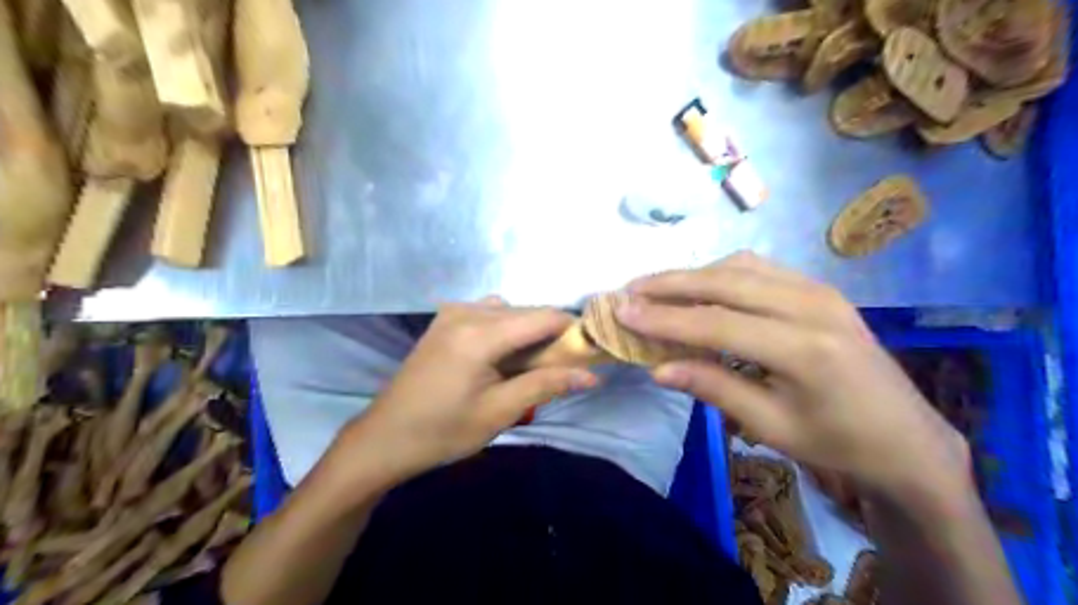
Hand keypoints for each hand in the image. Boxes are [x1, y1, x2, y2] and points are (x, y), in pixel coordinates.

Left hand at [330, 298, 597, 492]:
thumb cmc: (443, 431)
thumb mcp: (499, 411)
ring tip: (531, 364)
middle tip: (564, 366)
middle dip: (551, 334)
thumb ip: (546, 385)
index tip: (589, 351)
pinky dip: (506, 328)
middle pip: (527, 311)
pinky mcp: (444, 320)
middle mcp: (466, 312)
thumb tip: (591, 375)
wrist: (385, 437)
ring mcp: (452, 312)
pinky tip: (502, 356)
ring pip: (509, 310)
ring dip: (528, 331)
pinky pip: (488, 312)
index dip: (573, 330)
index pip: (543, 317)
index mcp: (480, 334)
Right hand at [620, 254, 974, 508]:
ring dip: (694, 275)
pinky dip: (722, 274)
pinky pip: (760, 269)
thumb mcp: (772, 426)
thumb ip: (714, 388)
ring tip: (657, 288)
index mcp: (803, 349)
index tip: (622, 312)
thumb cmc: (838, 442)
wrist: (908, 437)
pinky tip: (702, 287)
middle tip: (630, 290)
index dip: (664, 318)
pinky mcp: (820, 289)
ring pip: (740, 267)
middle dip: (670, 284)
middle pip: (725, 282)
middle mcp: (812, 306)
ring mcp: (819, 291)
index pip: (716, 323)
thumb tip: (657, 369)